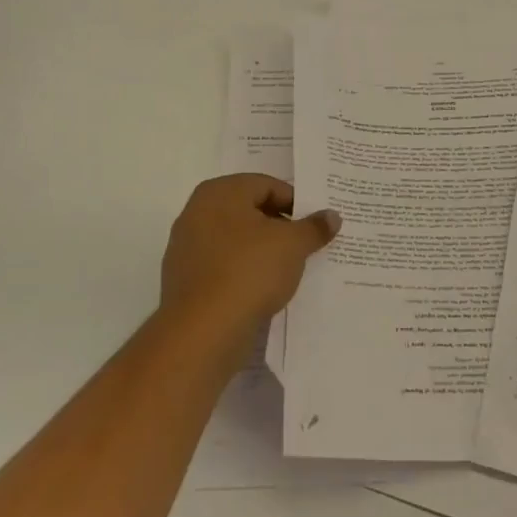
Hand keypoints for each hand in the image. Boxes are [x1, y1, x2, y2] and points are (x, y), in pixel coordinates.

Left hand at [159, 175, 340, 341]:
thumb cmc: (249, 271)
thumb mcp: (293, 245)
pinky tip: (262, 289)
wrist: (202, 331)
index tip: (315, 225)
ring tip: (287, 269)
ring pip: (235, 240)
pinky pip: (222, 266)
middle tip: (305, 245)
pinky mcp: (184, 280)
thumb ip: (314, 227)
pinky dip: (243, 272)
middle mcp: (197, 211)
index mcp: (221, 192)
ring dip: (261, 250)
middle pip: (249, 211)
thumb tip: (332, 216)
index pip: (267, 186)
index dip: (295, 203)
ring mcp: (186, 247)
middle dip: (279, 226)